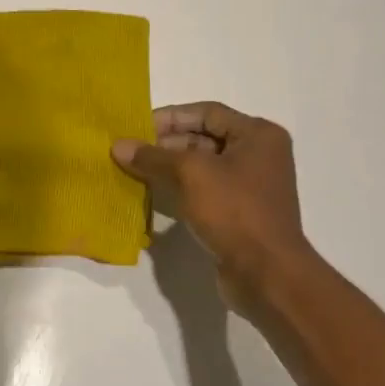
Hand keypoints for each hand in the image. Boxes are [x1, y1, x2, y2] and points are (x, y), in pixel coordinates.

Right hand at [113, 102, 318, 308]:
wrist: (266, 273)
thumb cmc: (234, 211)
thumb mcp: (190, 174)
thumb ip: (153, 156)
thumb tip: (118, 146)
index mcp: (258, 135)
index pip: (207, 112)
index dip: (170, 117)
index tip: (136, 128)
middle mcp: (259, 155)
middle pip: (205, 137)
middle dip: (166, 143)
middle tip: (131, 151)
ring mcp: (250, 186)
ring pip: (202, 166)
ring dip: (170, 167)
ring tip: (135, 170)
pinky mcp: (240, 213)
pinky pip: (205, 190)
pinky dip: (180, 189)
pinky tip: (153, 193)